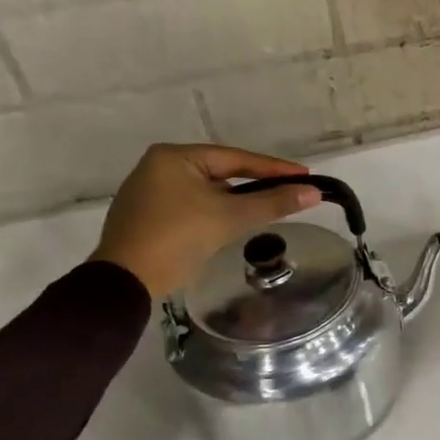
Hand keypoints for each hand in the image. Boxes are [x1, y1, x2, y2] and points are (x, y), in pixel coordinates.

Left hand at [89, 144, 319, 299]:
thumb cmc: (177, 238)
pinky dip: (214, 212)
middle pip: (220, 173)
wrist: (124, 282)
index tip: (305, 176)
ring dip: (235, 201)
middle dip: (254, 184)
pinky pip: (191, 206)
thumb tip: (314, 193)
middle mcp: (158, 166)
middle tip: (288, 192)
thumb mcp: (230, 218)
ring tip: (265, 209)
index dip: (274, 168)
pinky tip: (230, 224)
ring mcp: (148, 192)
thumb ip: (273, 203)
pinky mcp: (145, 216)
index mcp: (175, 157)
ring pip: (206, 191)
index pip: (236, 158)